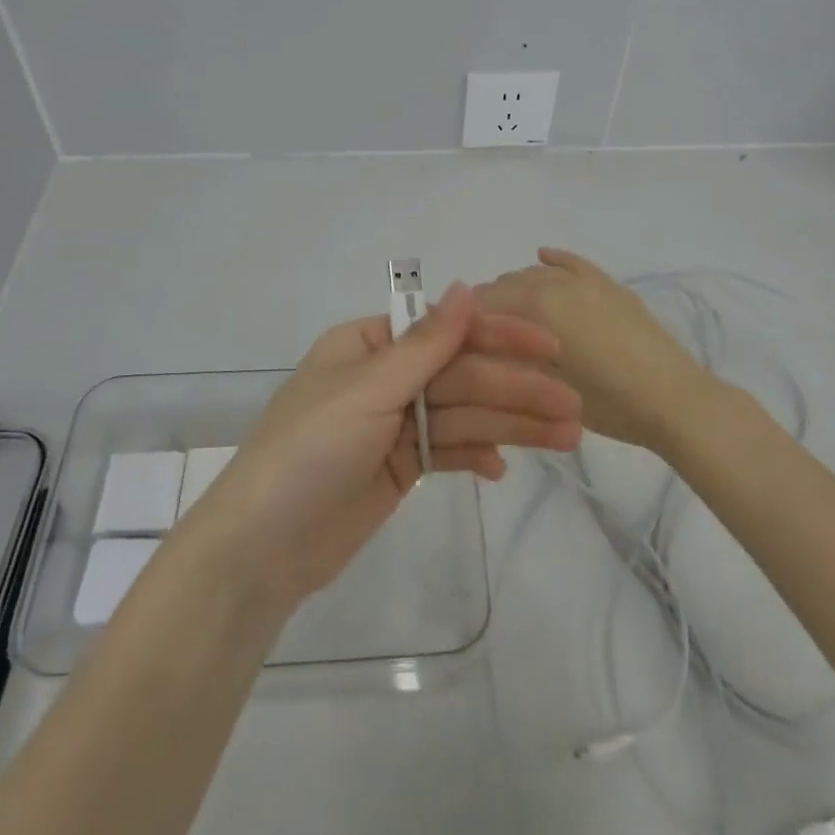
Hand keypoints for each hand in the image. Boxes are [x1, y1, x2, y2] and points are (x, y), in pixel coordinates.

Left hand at [188, 283, 581, 604]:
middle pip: (461, 377)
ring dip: (510, 426)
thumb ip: (425, 344)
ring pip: (462, 417)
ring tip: (566, 438)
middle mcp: (384, 378)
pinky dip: (474, 457)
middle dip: (515, 391)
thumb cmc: (309, 450)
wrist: (262, 548)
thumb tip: (466, 287)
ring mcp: (393, 425)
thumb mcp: (368, 390)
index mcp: (369, 345)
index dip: (500, 337)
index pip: (445, 332)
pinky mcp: (400, 468)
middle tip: (572, 408)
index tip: (552, 347)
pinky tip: (502, 469)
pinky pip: (447, 452)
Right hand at [475, 248, 713, 454]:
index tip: (456, 343)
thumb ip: (505, 356)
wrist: (674, 401)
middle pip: (505, 285)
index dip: (464, 323)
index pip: (481, 303)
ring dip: (517, 290)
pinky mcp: (609, 285)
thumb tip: (476, 342)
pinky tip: (543, 257)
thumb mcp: (543, 386)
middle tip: (484, 340)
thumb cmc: (604, 403)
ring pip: (536, 274)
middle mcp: (554, 281)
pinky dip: (554, 260)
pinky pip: (573, 263)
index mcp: (534, 304)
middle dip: (489, 307)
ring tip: (512, 318)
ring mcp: (585, 280)